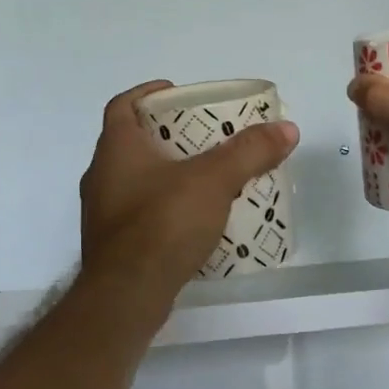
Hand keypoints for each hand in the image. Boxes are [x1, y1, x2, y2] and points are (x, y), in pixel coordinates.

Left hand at [79, 80, 299, 300]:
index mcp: (116, 149)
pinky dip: (166, 208)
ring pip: (137, 181)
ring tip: (206, 178)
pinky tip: (195, 220)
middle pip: (133, 143)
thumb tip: (287, 128)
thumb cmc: (162, 223)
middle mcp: (102, 176)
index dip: (147, 93)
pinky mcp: (114, 245)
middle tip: (205, 137)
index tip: (176, 93)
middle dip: (168, 136)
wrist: (127, 295)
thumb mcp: (214, 181)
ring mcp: (104, 213)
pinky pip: (142, 214)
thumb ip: (250, 153)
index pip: (122, 105)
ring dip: (168, 175)